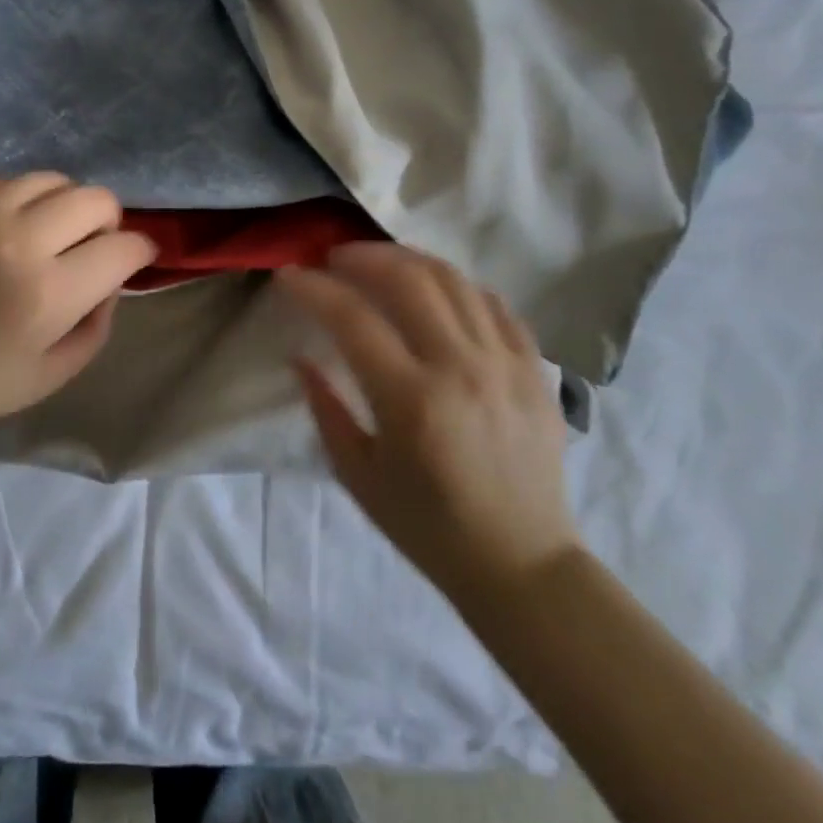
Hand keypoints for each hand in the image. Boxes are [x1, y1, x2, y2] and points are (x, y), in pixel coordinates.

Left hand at [0, 174, 157, 447]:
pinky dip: (14, 202)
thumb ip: (97, 324)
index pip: (123, 248)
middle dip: (107, 221)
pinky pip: (1, 181)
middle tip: (91, 244)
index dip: (139, 252)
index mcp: (48, 292)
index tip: (133, 259)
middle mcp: (17, 239)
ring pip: (50, 179)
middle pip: (95, 198)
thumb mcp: (51, 375)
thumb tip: (109, 280)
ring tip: (45, 231)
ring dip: (62, 205)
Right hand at [278, 244, 579, 600]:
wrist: (522, 565)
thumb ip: (325, 408)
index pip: (352, 318)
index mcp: (412, 401)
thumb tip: (299, 357)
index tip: (289, 276)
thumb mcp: (358, 476)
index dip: (313, 288)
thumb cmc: (428, 527)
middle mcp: (460, 368)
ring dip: (407, 259)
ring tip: (379, 262)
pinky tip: (434, 290)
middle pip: (407, 279)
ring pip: (453, 279)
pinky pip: (493, 303)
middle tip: (334, 259)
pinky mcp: (534, 368)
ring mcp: (504, 363)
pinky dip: (457, 285)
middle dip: (361, 257)